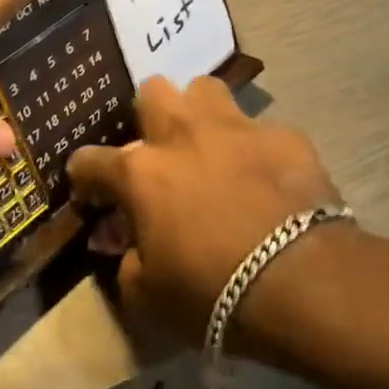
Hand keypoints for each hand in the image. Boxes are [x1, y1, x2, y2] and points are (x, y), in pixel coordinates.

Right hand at [67, 77, 348, 354]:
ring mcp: (236, 129)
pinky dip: (257, 150)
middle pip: (152, 91)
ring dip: (200, 114)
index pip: (90, 160)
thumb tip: (127, 246)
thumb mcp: (148, 298)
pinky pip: (262, 130)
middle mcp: (183, 135)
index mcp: (141, 173)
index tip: (90, 194)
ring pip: (205, 89)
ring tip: (210, 146)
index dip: (84, 177)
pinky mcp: (286, 136)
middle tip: (160, 153)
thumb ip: (127, 263)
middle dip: (149, 116)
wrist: (304, 284)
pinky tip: (267, 177)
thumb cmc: (213, 294)